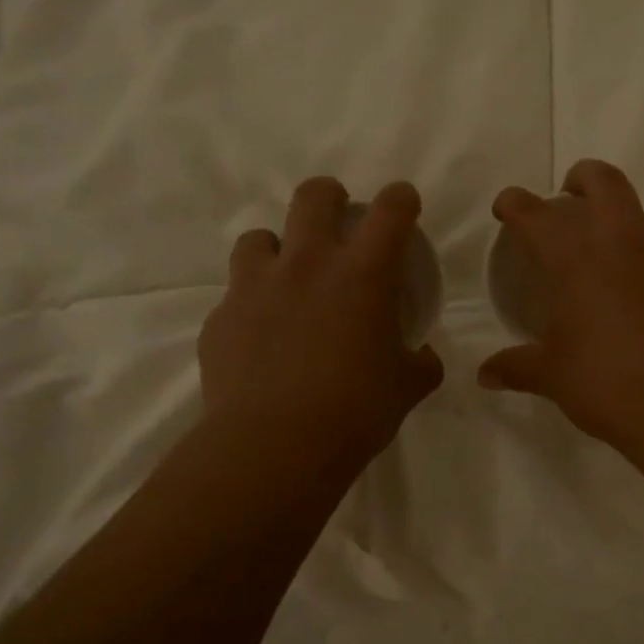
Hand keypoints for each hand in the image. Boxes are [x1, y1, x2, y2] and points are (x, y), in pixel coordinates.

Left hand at [199, 178, 443, 468]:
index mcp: (362, 274)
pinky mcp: (220, 319)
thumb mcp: (407, 388)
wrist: (274, 447)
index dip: (400, 199)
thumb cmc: (355, 411)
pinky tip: (260, 337)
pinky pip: (234, 297)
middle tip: (337, 217)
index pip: (390, 211)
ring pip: (257, 238)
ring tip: (285, 278)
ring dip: (276, 249)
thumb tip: (424, 356)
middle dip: (329, 196)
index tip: (403, 204)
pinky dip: (251, 305)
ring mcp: (255, 288)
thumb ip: (421, 363)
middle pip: (313, 197)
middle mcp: (306, 265)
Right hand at [479, 160, 643, 451]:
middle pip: (604, 181)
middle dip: (582, 179)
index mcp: (577, 259)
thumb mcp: (554, 377)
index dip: (515, 204)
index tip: (507, 207)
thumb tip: (485, 375)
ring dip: (625, 222)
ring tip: (616, 253)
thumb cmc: (609, 384)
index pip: (535, 215)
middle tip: (571, 198)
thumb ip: (517, 368)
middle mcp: (625, 241)